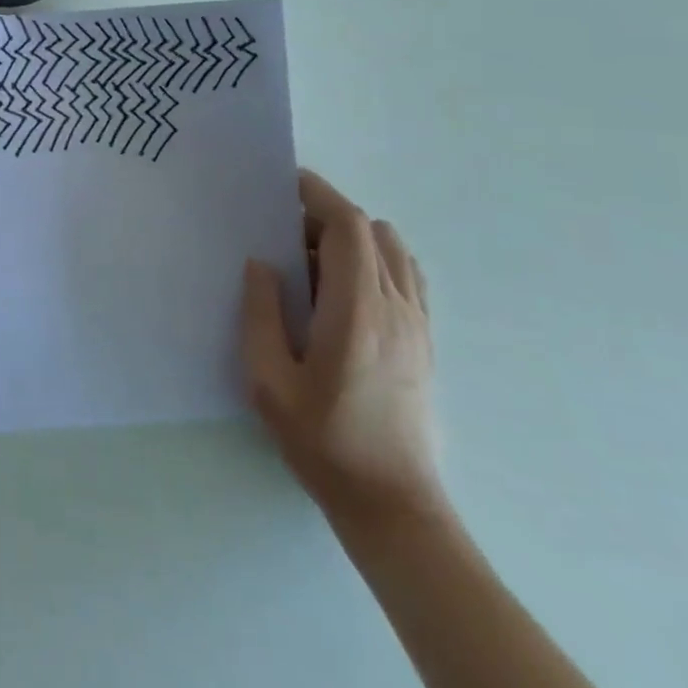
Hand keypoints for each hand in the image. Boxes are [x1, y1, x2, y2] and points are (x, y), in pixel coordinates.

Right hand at [241, 169, 444, 531]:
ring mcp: (419, 326)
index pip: (350, 228)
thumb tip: (263, 264)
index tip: (287, 184)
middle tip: (285, 235)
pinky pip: (406, 278)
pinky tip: (342, 293)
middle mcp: (397, 308)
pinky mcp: (426, 343)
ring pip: (394, 252)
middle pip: (372, 233)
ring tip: (312, 265)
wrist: (393, 504)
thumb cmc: (323, 441)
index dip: (320, 196)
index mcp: (357, 312)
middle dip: (327, 217)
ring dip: (353, 240)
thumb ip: (261, 313)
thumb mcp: (268, 380)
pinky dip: (375, 263)